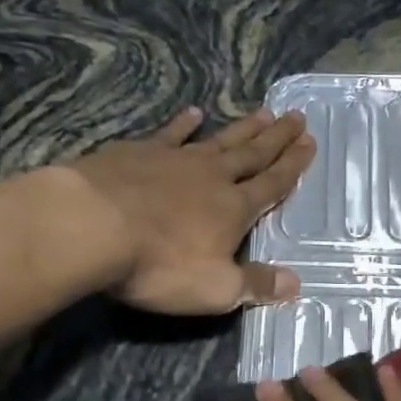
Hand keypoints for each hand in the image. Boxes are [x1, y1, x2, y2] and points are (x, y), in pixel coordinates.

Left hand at [67, 105, 314, 314]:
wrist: (91, 225)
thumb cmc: (159, 263)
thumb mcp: (215, 289)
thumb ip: (256, 285)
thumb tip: (296, 285)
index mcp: (234, 208)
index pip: (272, 184)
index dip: (293, 166)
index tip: (310, 143)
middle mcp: (211, 177)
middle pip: (251, 154)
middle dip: (276, 138)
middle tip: (296, 117)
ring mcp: (173, 160)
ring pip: (218, 140)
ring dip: (242, 128)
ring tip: (263, 112)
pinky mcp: (136, 153)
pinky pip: (169, 134)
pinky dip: (184, 124)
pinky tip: (193, 113)